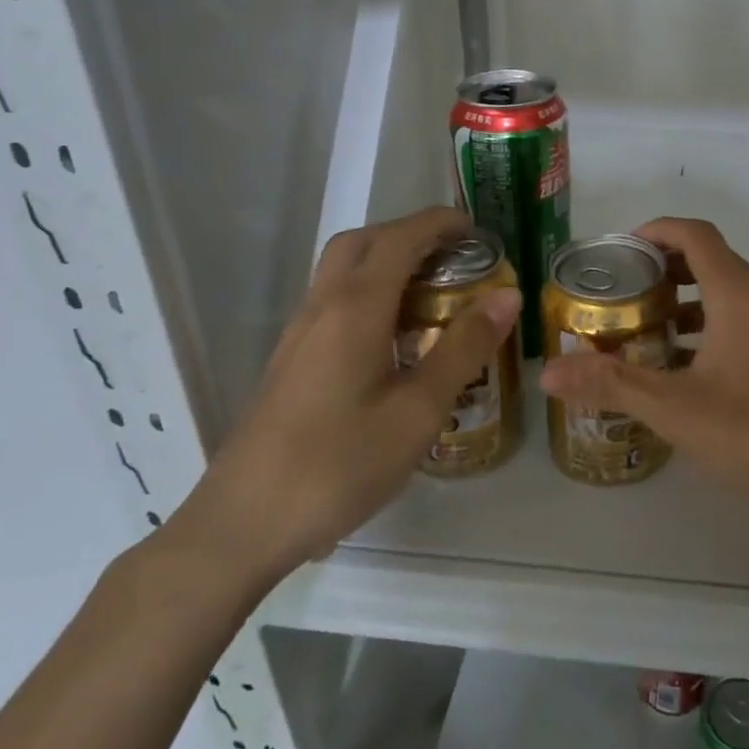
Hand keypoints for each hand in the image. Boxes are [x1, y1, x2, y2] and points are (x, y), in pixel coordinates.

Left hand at [172, 206, 520, 585]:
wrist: (241, 525)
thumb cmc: (338, 466)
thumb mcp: (418, 411)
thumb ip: (464, 349)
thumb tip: (508, 296)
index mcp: (355, 308)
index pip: (400, 238)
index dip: (440, 223)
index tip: (478, 230)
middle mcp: (322, 306)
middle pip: (363, 242)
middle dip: (410, 234)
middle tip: (455, 257)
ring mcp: (299, 333)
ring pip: (343, 269)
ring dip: (387, 260)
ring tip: (434, 292)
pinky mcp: (291, 360)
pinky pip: (334, 300)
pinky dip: (370, 291)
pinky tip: (395, 337)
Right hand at [537, 216, 748, 541]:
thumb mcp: (675, 410)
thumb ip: (611, 385)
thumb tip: (548, 373)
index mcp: (740, 294)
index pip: (696, 235)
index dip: (657, 230)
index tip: (621, 249)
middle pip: (714, 258)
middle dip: (667, 267)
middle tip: (625, 291)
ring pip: (733, 290)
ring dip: (691, 298)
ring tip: (649, 327)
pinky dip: (715, 322)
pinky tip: (691, 366)